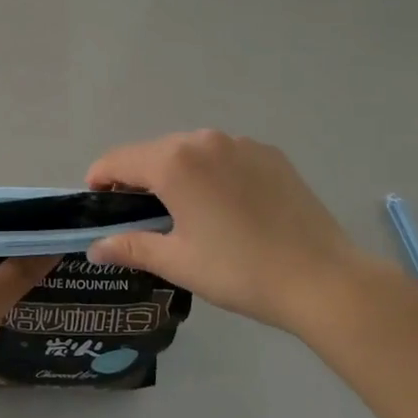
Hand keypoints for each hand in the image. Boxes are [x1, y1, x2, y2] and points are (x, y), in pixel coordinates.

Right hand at [85, 130, 391, 337]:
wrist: (322, 277)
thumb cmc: (239, 270)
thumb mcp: (178, 261)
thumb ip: (131, 246)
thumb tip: (95, 246)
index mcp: (174, 162)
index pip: (119, 160)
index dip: (100, 179)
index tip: (97, 203)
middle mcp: (204, 140)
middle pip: (155, 152)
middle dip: (139, 177)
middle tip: (140, 215)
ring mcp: (241, 142)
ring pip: (192, 151)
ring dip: (177, 173)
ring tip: (185, 211)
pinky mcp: (270, 154)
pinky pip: (226, 155)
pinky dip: (213, 173)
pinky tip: (227, 207)